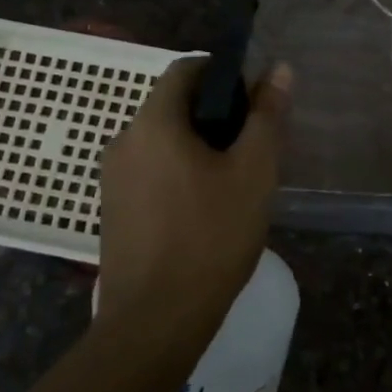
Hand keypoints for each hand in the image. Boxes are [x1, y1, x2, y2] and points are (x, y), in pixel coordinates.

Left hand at [96, 57, 291, 341]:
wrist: (154, 323)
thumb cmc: (209, 237)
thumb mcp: (253, 172)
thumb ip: (266, 116)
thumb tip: (278, 69)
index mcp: (153, 122)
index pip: (186, 68)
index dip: (223, 72)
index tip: (254, 97)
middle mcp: (124, 141)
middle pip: (173, 104)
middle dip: (215, 113)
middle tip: (252, 143)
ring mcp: (113, 178)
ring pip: (163, 140)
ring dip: (198, 145)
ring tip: (234, 178)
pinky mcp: (113, 209)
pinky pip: (151, 170)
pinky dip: (178, 171)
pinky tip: (205, 206)